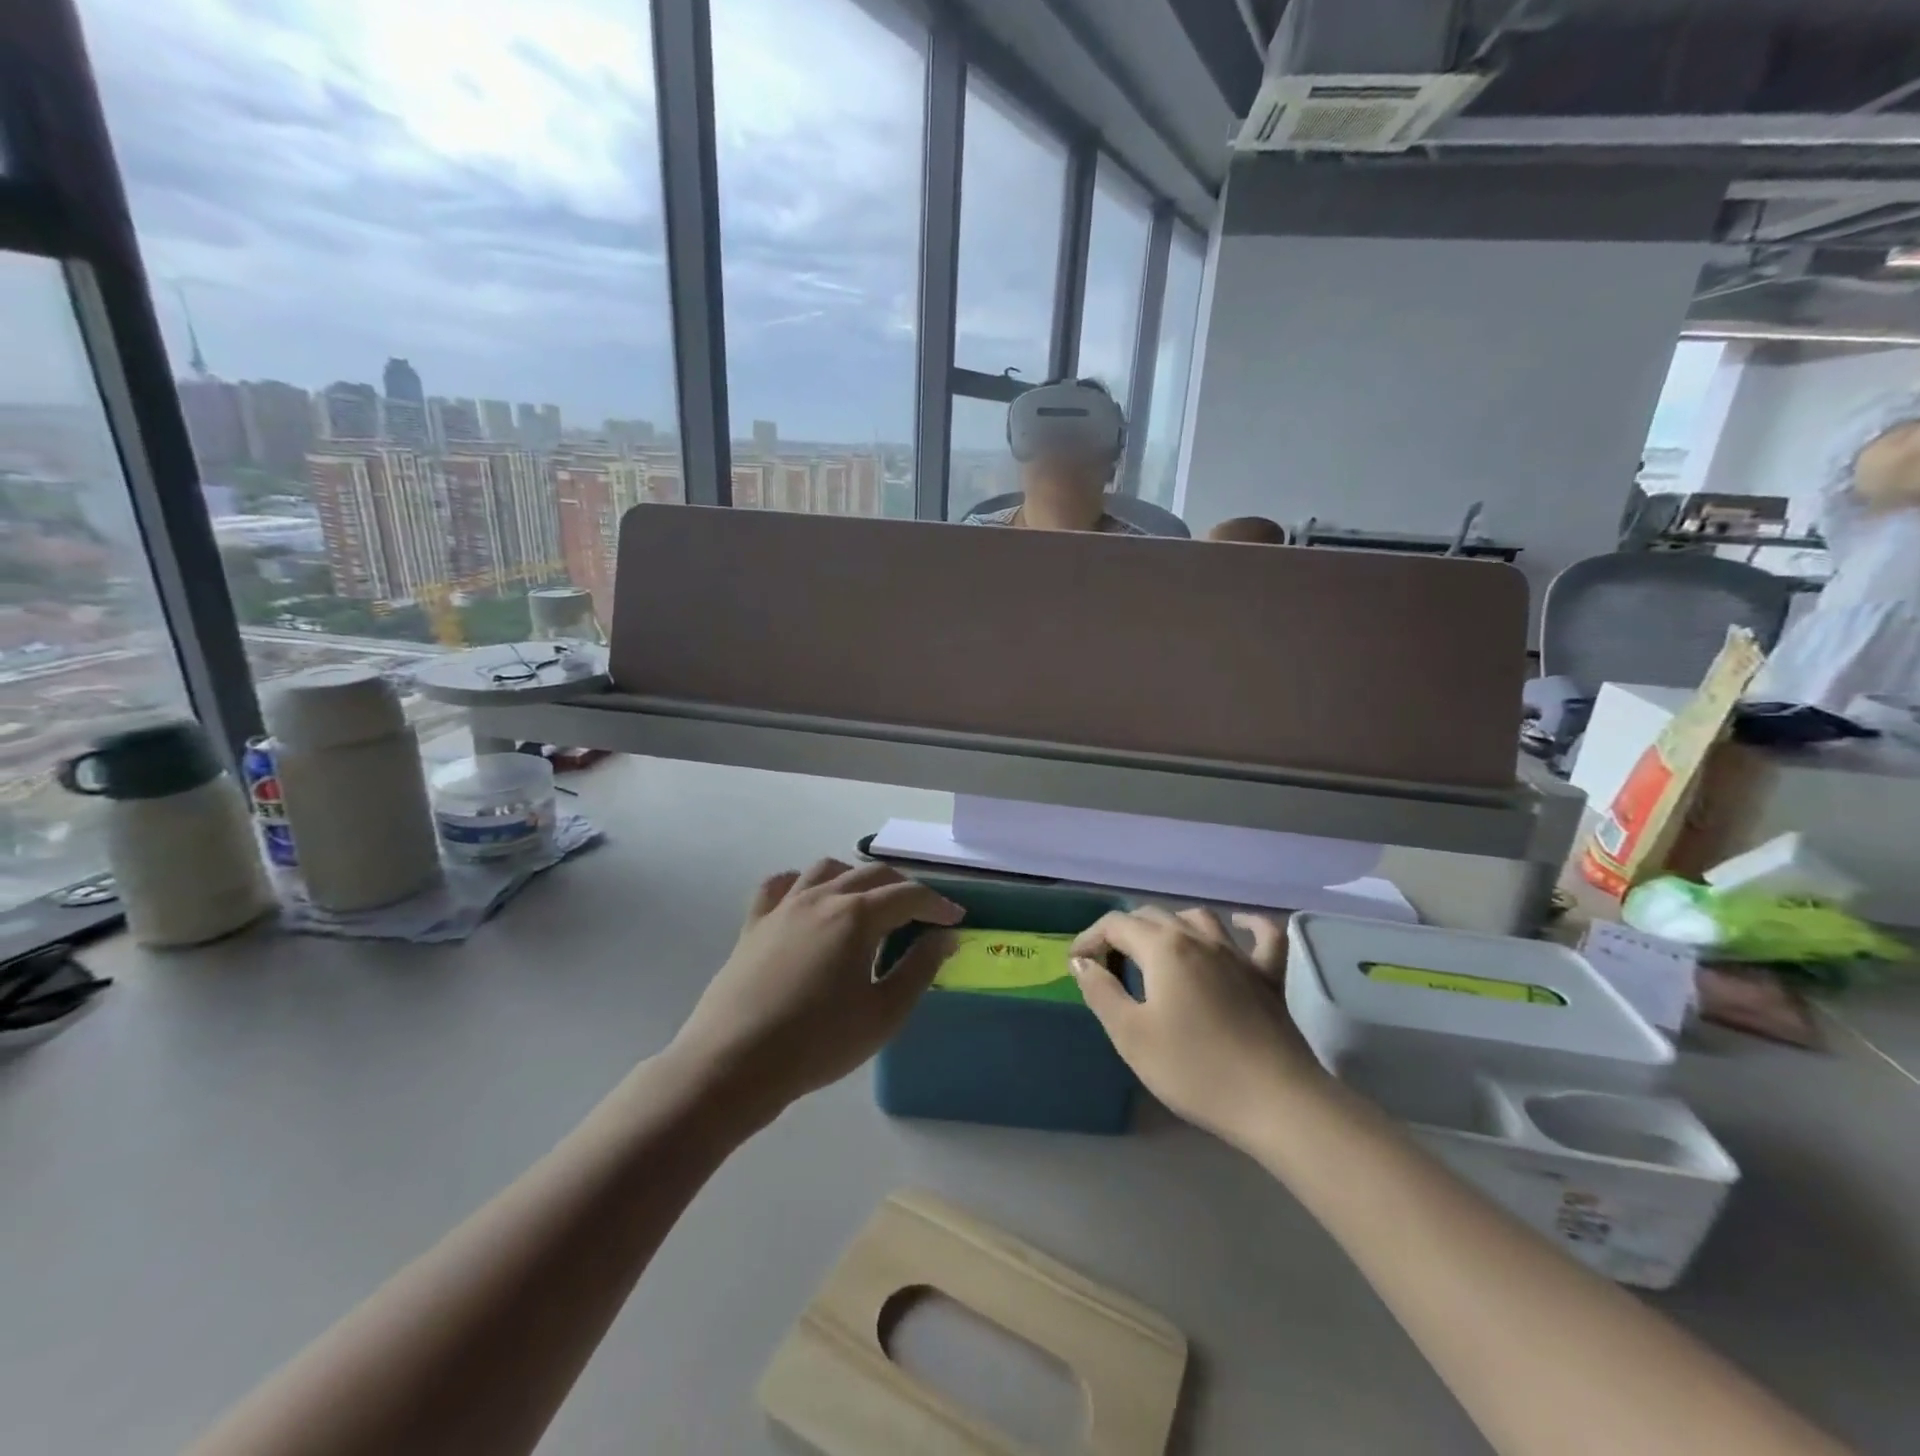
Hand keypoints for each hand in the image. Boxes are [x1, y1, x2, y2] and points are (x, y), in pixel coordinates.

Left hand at [671, 859, 962, 1124]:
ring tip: (867, 902)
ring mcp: (784, 906)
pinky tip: (809, 900)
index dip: (937, 904)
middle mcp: (822, 897)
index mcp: (857, 916)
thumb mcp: (883, 1014)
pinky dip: (802, 883)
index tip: (955, 919)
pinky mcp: (754, 922)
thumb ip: (919, 968)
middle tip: (921, 914)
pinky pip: (781, 885)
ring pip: (827, 870)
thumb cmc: (818, 1043)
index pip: (908, 895)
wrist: (734, 1064)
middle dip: (903, 888)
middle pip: (871, 875)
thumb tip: (945, 937)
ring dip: (855, 878)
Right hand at [1069, 908, 1324, 1147]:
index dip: (1090, 938)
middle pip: (1152, 916)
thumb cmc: (1195, 1069)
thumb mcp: (1131, 1035)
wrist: (1276, 1102)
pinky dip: (1248, 925)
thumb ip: (1101, 992)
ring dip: (1171, 925)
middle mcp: (1200, 938)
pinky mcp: (1269, 977)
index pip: (1116, 924)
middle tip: (1109, 967)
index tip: (1077, 964)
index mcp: (1163, 948)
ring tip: (1158, 949)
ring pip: (1199, 918)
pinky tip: (1240, 925)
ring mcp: (1239, 955)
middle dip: (1123, 933)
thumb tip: (1082, 962)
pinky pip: (1263, 936)